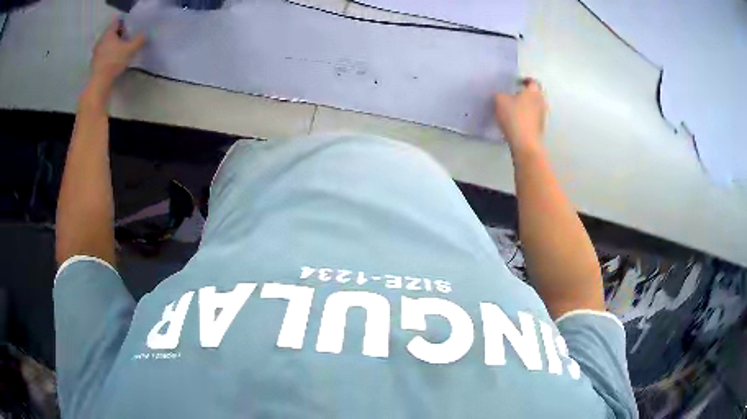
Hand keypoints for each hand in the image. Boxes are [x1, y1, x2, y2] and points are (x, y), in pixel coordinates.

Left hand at [90, 18, 145, 88]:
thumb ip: (139, 40)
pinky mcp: (94, 64)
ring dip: (112, 45)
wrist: (99, 82)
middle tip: (126, 38)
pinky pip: (102, 54)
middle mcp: (100, 41)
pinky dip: (107, 55)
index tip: (130, 27)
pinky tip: (113, 60)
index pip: (116, 22)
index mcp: (108, 34)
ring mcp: (96, 53)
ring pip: (106, 44)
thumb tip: (145, 34)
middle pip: (110, 33)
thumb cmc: (114, 61)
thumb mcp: (130, 49)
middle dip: (118, 34)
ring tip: (120, 50)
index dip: (124, 22)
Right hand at [494, 79, 547, 153]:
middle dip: (526, 94)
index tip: (517, 83)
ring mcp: (542, 115)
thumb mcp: (499, 100)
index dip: (525, 80)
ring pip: (535, 106)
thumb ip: (500, 94)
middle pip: (535, 94)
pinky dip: (527, 116)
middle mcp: (541, 101)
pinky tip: (518, 121)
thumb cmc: (514, 117)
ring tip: (515, 109)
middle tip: (515, 95)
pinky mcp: (540, 127)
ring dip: (527, 106)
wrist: (525, 142)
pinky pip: (534, 117)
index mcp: (533, 91)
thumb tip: (501, 95)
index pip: (532, 81)